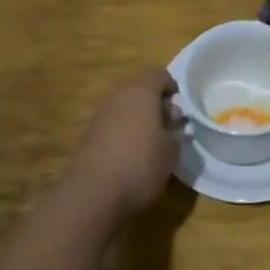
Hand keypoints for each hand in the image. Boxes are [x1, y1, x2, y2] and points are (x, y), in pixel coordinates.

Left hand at [66, 68, 182, 220]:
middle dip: (155, 103)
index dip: (172, 87)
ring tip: (153, 144)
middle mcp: (117, 97)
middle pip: (139, 89)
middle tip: (169, 126)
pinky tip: (132, 156)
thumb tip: (170, 126)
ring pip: (125, 108)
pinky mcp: (88, 137)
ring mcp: (99, 116)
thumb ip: (174, 132)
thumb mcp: (171, 150)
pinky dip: (124, 133)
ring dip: (139, 119)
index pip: (158, 75)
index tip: (181, 108)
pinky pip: (113, 125)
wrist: (92, 195)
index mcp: (140, 91)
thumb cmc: (140, 164)